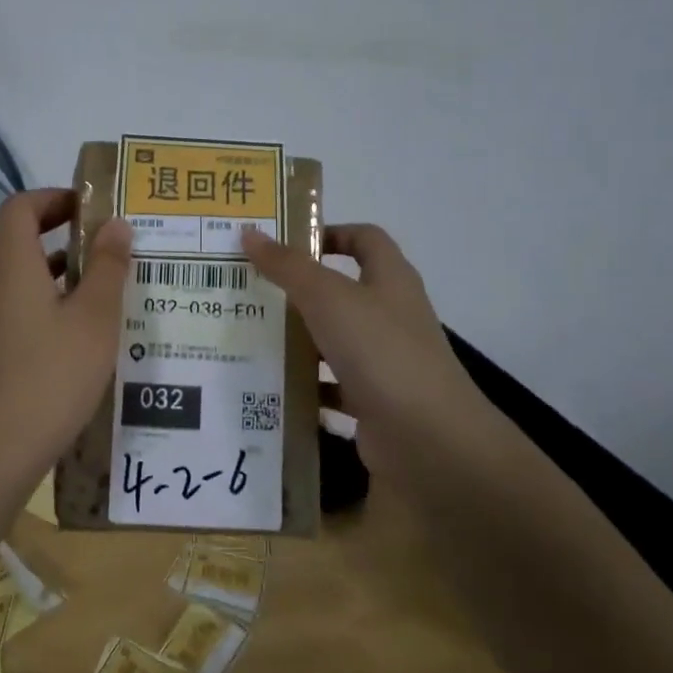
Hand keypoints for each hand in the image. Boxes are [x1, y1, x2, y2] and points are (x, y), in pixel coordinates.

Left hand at [0, 189, 132, 473]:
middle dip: (58, 227)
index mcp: (9, 261)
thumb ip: (107, 265)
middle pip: (16, 233)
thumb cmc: (54, 372)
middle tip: (103, 237)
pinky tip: (79, 318)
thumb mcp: (95, 316)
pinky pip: (14, 296)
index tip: (93, 207)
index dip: (55, 197)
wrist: (1, 444)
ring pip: (16, 267)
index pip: (21, 205)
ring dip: (53, 261)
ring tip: (100, 274)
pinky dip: (44, 291)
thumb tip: (116, 224)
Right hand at [241, 223, 505, 478]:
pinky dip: (303, 386)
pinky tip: (268, 387)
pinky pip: (330, 386)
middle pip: (341, 291)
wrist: (427, 439)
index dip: (329, 233)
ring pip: (331, 340)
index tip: (283, 244)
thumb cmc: (381, 351)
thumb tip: (249, 233)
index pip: (365, 239)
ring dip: (295, 339)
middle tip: (248, 290)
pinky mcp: (372, 401)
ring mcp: (383, 361)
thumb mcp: (328, 298)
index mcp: (390, 280)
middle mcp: (390, 316)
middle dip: (296, 290)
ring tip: (245, 336)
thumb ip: (288, 266)